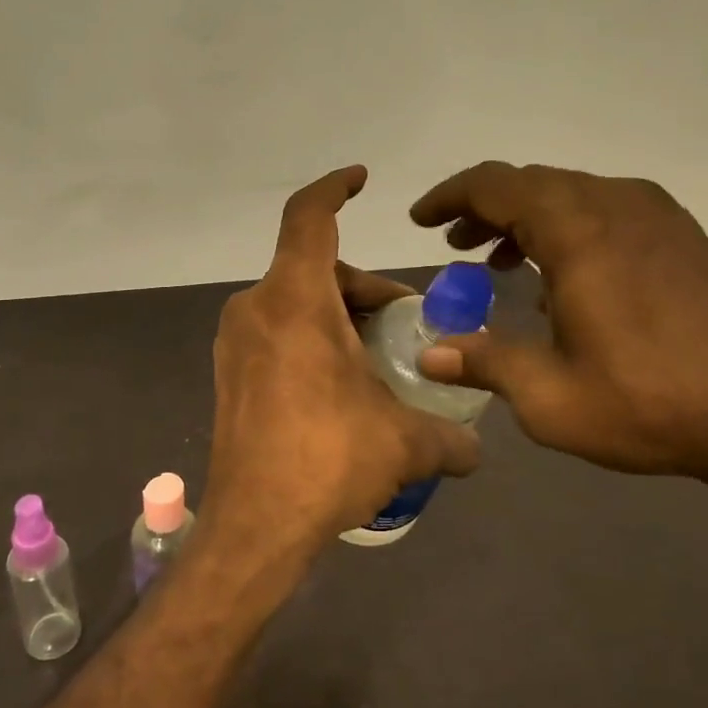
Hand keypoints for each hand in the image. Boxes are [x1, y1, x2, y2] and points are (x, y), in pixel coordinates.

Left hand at [204, 166, 480, 561]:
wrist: (254, 527)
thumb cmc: (329, 461)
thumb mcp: (405, 443)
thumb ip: (450, 437)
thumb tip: (477, 448)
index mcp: (294, 301)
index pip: (308, 218)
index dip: (334, 189)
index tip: (361, 180)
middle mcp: (256, 309)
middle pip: (316, 269)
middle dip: (366, 289)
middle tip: (405, 325)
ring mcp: (235, 343)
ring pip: (297, 303)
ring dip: (342, 318)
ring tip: (381, 363)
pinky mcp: (230, 375)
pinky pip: (278, 334)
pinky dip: (314, 340)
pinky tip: (345, 387)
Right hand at [410, 162, 707, 492]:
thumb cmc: (652, 403)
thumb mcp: (551, 397)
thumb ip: (484, 363)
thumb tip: (428, 355)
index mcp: (579, 230)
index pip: (495, 186)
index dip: (450, 197)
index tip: (420, 220)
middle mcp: (616, 205)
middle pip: (532, 183)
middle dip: (484, 208)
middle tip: (454, 245)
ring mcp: (658, 216)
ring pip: (571, 195)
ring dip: (527, 218)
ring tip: (499, 260)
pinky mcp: (684, 238)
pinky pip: (607, 211)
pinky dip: (568, 229)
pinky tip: (565, 279)